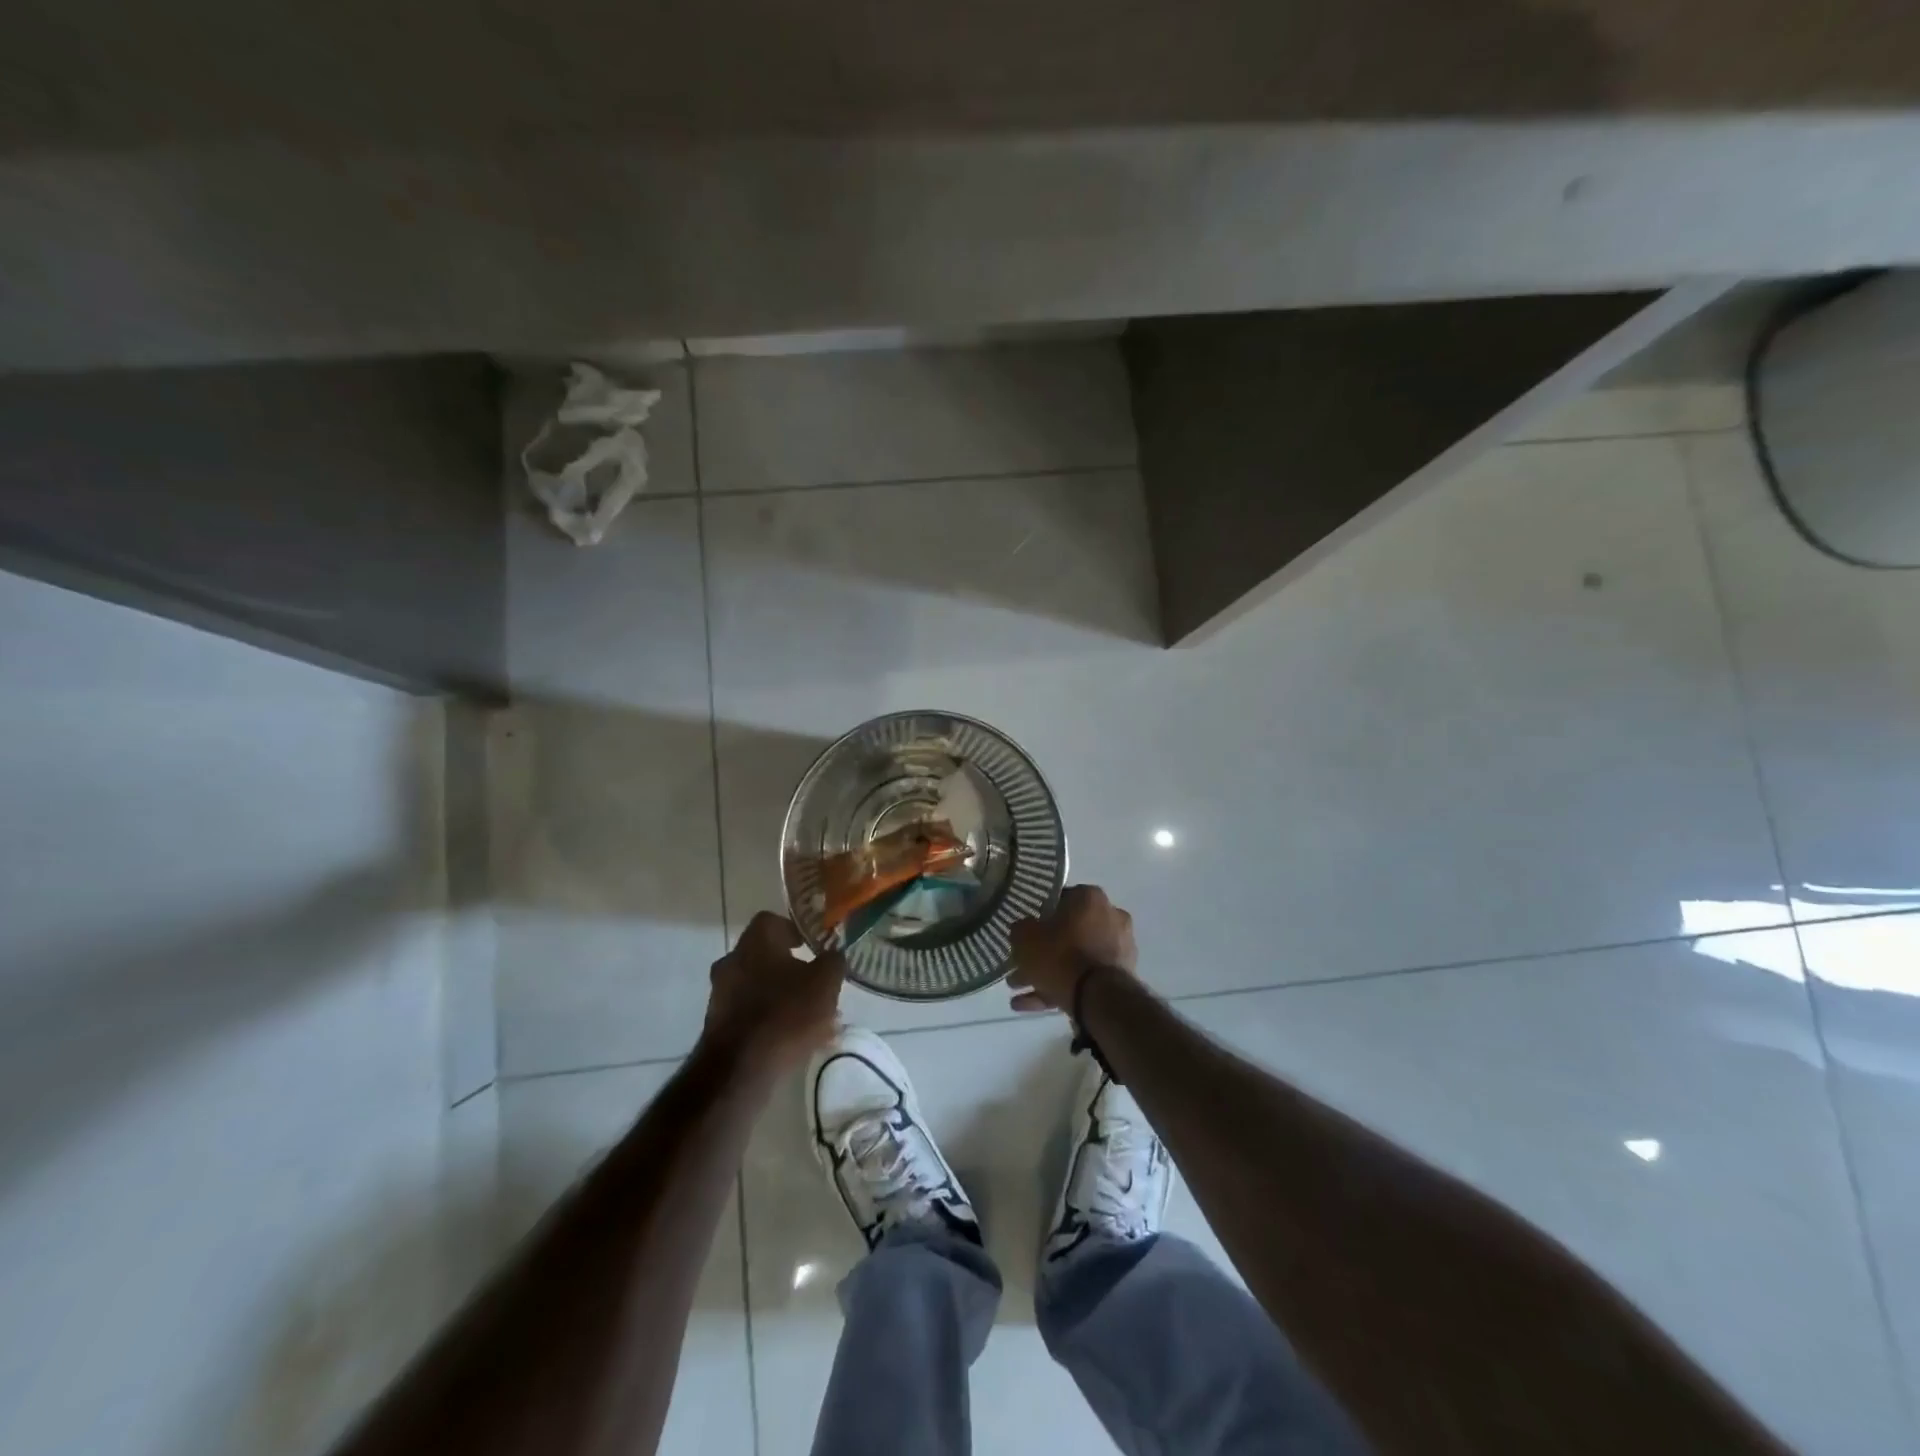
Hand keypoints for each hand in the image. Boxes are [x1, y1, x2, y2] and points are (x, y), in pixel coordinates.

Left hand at [702, 912, 845, 1070]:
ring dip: (781, 996)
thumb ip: (833, 961)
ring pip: (757, 987)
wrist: (741, 1069)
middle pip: (763, 955)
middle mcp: (732, 961)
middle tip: (813, 983)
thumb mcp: (826, 982)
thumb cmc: (787, 1013)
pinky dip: (769, 1020)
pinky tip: (793, 1039)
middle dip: (789, 967)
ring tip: (810, 1019)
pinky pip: (750, 1013)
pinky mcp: (717, 1025)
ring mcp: (720, 994)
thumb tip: (833, 953)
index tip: (810, 945)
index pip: (771, 921)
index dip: (793, 930)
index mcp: (755, 942)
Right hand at [1008, 884, 1136, 1012]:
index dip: (1039, 915)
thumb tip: (1024, 929)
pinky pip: (1085, 978)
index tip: (1026, 931)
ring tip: (1018, 992)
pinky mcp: (1120, 977)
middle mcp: (1110, 917)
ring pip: (1075, 958)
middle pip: (1068, 932)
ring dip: (1048, 974)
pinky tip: (1030, 1006)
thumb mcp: (1025, 937)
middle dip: (1042, 952)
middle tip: (1019, 966)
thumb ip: (1021, 928)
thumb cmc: (1061, 956)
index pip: (1060, 899)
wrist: (1100, 999)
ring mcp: (1119, 948)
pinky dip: (1060, 989)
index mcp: (1090, 898)